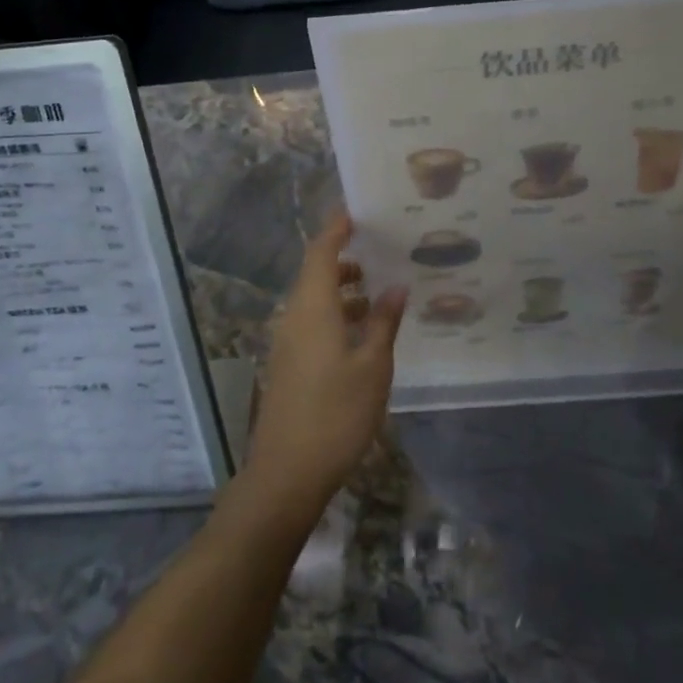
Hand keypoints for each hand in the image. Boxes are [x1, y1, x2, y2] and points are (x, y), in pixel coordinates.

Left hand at [245, 213, 406, 515]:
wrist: (287, 472)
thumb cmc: (336, 414)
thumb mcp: (372, 367)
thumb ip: (383, 322)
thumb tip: (396, 287)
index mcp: (312, 308)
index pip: (322, 252)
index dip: (337, 228)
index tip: (358, 210)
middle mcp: (294, 316)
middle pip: (316, 273)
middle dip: (346, 258)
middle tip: (381, 249)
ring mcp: (287, 341)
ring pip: (314, 299)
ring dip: (343, 289)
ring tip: (379, 291)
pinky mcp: (288, 363)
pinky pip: (312, 321)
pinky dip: (336, 313)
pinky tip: (363, 331)